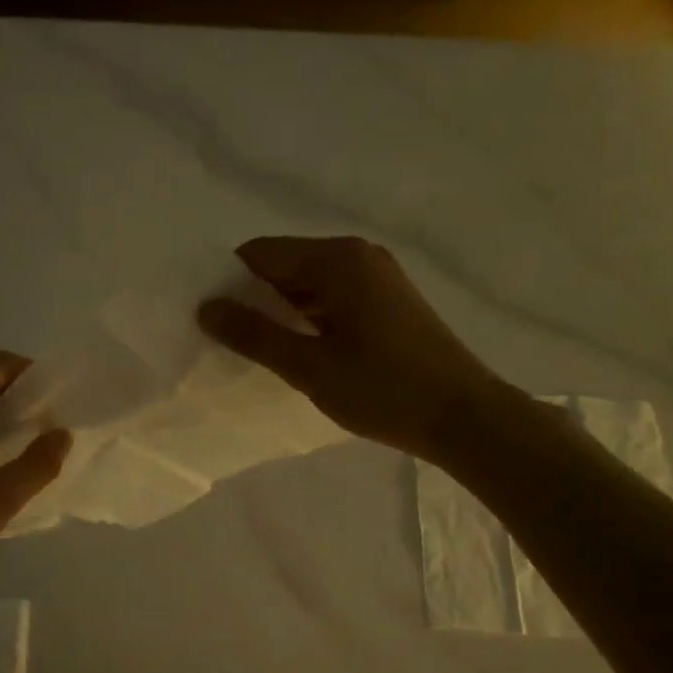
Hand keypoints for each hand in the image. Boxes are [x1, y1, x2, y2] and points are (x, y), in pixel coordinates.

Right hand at [197, 236, 509, 465]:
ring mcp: (378, 277)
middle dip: (253, 297)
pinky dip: (309, 317)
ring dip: (281, 310)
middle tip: (227, 338)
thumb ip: (254, 334)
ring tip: (258, 349)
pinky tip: (298, 350)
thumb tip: (206, 308)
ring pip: (309, 283)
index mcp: (337, 260)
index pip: (261, 254)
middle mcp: (358, 256)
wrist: (466, 418)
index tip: (209, 318)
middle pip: (285, 265)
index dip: (229, 282)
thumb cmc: (384, 389)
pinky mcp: (389, 301)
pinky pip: (333, 297)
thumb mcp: (309, 366)